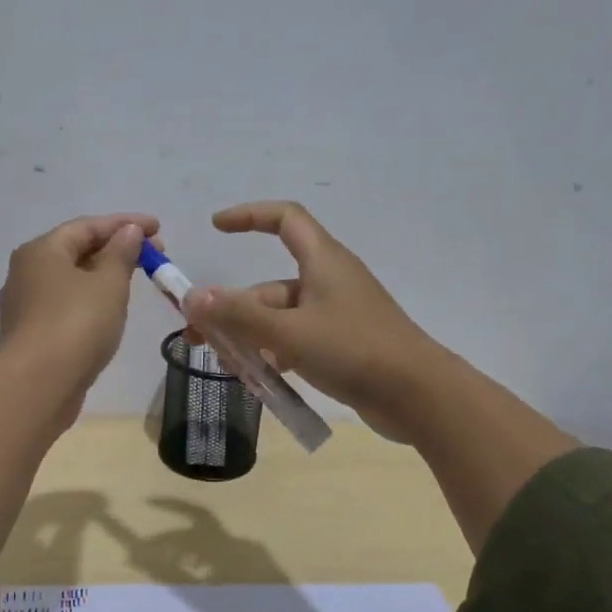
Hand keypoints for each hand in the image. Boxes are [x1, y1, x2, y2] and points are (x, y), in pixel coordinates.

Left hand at [0, 212, 158, 406]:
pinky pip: (66, 304)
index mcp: (42, 250)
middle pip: (76, 250)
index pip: (87, 226)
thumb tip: (128, 231)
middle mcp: (27, 271)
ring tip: (135, 279)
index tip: (158, 227)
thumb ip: (121, 253)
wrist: (39, 385)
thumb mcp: (109, 284)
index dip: (125, 223)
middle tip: (154, 256)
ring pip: (71, 279)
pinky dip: (90, 299)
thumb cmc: (76, 324)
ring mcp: (26, 304)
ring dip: (103, 274)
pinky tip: (110, 309)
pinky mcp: (32, 333)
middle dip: (116, 249)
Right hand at [184, 200, 445, 441]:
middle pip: (270, 285)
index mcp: (323, 261)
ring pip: (281, 318)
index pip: (284, 219)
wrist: (419, 396)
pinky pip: (297, 340)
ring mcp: (337, 314)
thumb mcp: (290, 332)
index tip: (216, 227)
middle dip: (234, 309)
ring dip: (251, 338)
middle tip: (200, 337)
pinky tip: (258, 380)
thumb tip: (192, 297)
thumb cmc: (355, 351)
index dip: (249, 216)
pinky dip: (275, 354)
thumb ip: (239, 315)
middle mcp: (329, 281)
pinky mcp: (343, 344)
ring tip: (228, 367)